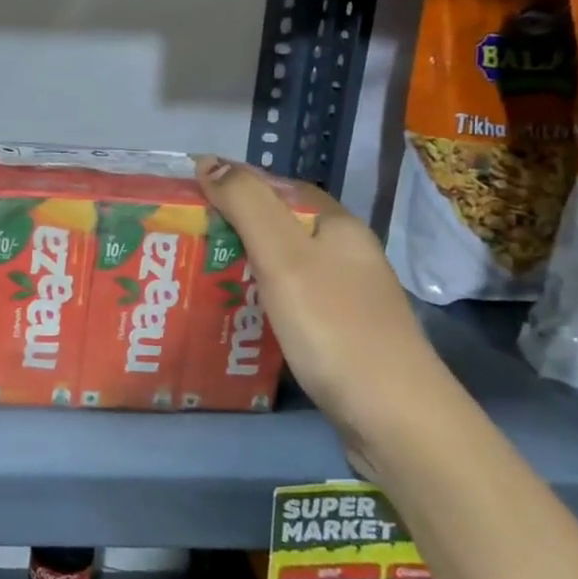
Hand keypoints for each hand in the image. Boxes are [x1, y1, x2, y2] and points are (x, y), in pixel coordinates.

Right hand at [193, 156, 451, 447]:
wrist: (394, 417)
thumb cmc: (333, 325)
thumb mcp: (283, 256)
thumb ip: (246, 205)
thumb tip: (208, 161)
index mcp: (337, 227)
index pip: (281, 187)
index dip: (236, 185)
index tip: (190, 196)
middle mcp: (346, 256)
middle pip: (281, 228)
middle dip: (233, 228)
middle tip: (183, 239)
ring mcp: (346, 299)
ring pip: (283, 268)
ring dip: (242, 267)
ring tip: (195, 275)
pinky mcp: (340, 335)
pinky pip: (289, 302)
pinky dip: (258, 301)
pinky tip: (233, 316)